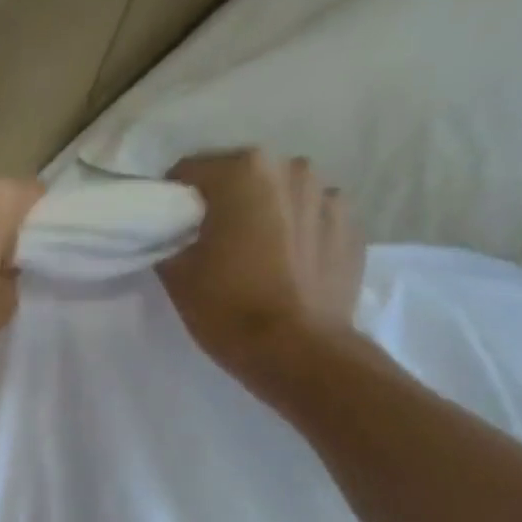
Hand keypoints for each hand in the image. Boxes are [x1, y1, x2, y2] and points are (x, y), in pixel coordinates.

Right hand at [159, 149, 365, 378]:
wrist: (298, 352)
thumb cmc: (229, 308)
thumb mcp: (177, 275)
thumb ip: (169, 241)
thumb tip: (173, 237)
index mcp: (244, 171)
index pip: (190, 172)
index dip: (173, 202)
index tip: (170, 232)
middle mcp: (291, 168)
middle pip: (241, 178)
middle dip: (224, 204)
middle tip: (212, 245)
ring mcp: (329, 196)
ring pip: (280, 197)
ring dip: (265, 216)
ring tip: (256, 258)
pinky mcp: (353, 227)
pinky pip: (312, 220)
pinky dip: (297, 235)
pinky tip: (288, 269)